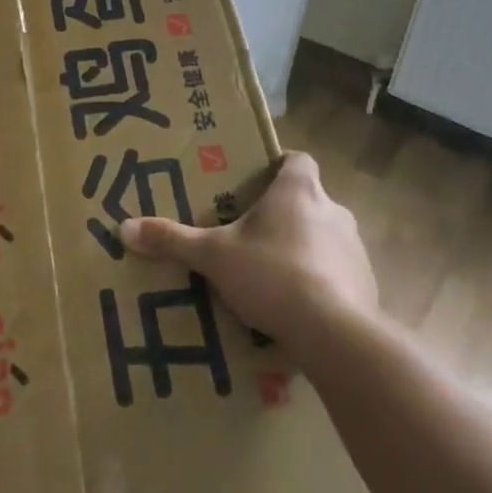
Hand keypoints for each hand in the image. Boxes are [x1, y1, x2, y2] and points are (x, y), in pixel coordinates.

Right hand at [122, 151, 378, 359]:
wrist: (335, 333)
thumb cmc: (272, 274)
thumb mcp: (213, 256)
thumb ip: (172, 239)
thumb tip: (124, 227)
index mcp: (298, 190)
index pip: (297, 159)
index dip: (278, 165)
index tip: (256, 181)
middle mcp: (333, 210)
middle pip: (308, 199)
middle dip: (283, 213)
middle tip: (251, 232)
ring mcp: (355, 248)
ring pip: (325, 236)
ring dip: (303, 248)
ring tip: (270, 273)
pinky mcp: (367, 284)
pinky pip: (339, 272)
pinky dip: (321, 281)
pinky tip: (297, 306)